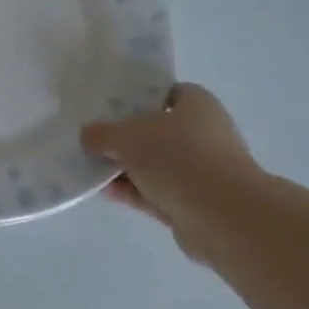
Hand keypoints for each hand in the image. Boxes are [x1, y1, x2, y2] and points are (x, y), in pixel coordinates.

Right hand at [81, 83, 266, 263]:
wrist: (221, 215)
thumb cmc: (177, 157)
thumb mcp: (127, 136)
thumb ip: (102, 133)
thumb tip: (88, 135)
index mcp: (197, 104)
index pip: (164, 93)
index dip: (136, 98)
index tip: (108, 107)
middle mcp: (204, 133)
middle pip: (157, 131)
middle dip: (126, 138)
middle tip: (93, 140)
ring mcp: (201, 171)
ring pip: (156, 165)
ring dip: (127, 168)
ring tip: (91, 168)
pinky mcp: (194, 203)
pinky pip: (157, 192)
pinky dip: (134, 192)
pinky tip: (106, 192)